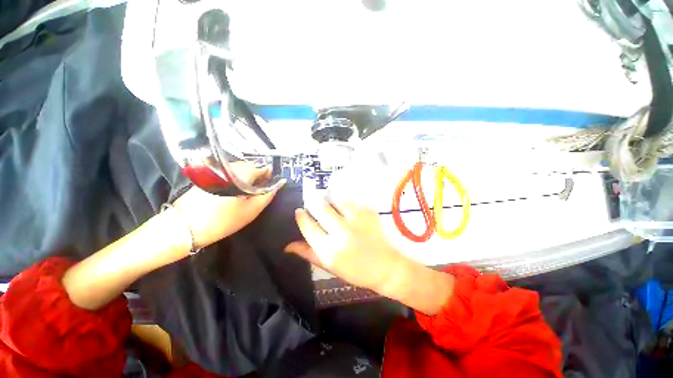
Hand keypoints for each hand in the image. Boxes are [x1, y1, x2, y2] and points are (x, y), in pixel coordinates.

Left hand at [174, 163, 282, 248]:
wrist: (184, 226)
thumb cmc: (223, 220)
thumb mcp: (252, 210)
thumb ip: (267, 195)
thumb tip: (278, 184)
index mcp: (242, 174)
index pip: (262, 167)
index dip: (268, 176)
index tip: (268, 186)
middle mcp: (229, 168)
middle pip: (250, 166)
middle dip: (256, 176)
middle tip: (257, 191)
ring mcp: (216, 170)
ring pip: (238, 168)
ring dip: (245, 177)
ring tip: (244, 192)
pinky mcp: (208, 175)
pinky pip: (228, 172)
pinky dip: (234, 178)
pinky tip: (231, 191)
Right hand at [285, 201, 407, 292]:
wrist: (388, 266)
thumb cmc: (357, 270)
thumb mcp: (330, 267)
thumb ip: (308, 253)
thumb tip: (287, 245)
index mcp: (329, 250)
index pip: (307, 225)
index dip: (301, 215)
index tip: (300, 211)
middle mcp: (341, 232)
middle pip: (319, 207)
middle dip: (312, 202)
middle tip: (313, 203)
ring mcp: (356, 219)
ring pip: (334, 198)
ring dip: (329, 200)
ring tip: (331, 206)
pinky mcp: (367, 211)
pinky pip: (349, 199)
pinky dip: (343, 200)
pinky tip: (346, 208)